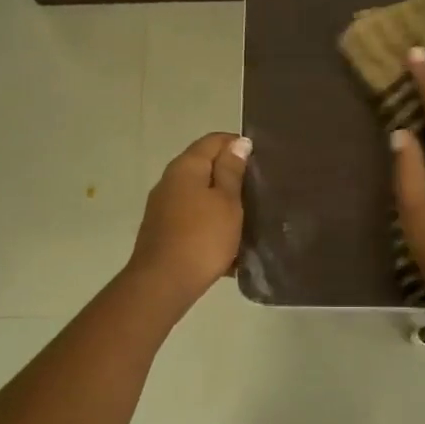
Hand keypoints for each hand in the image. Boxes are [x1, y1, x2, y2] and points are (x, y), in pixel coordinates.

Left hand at [126, 132, 250, 309]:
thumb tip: (239, 142)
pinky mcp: (163, 230)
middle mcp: (170, 180)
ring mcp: (163, 206)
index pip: (214, 140)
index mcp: (186, 166)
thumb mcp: (226, 201)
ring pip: (199, 195)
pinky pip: (193, 218)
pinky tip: (228, 241)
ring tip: (248, 216)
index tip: (261, 161)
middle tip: (258, 190)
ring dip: (221, 202)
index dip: (238, 145)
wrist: (163, 283)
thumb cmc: (202, 237)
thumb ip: (231, 170)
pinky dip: (210, 223)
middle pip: (204, 167)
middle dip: (231, 175)